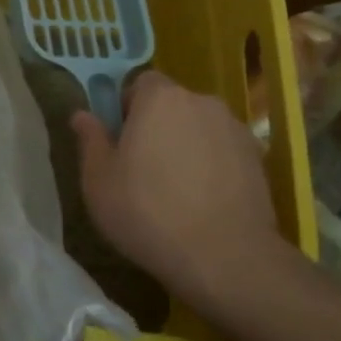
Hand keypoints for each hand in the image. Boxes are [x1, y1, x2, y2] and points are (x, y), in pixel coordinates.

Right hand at [71, 71, 289, 313]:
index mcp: (160, 98)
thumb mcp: (99, 180)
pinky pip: (224, 152)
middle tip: (143, 167)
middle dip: (158, 126)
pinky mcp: (259, 159)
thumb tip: (81, 115)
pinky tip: (205, 201)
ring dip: (187, 145)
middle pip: (173, 104)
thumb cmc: (148, 212)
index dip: (128, 108)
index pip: (141, 83)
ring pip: (200, 128)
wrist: (225, 258)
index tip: (121, 141)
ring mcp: (235, 129)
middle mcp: (202, 102)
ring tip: (177, 189)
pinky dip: (214, 166)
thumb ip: (90, 140)